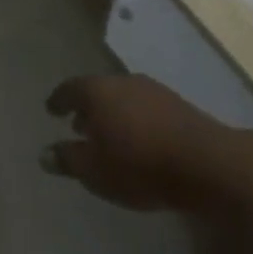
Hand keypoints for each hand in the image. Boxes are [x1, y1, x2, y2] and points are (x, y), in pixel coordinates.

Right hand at [40, 74, 246, 211]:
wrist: (208, 162)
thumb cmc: (140, 165)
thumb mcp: (95, 171)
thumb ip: (68, 160)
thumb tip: (45, 153)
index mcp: (98, 91)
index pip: (70, 89)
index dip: (58, 100)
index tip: (51, 110)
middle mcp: (123, 82)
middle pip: (98, 90)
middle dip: (86, 107)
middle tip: (77, 125)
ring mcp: (154, 90)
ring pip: (123, 98)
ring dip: (112, 113)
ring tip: (106, 135)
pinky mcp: (178, 104)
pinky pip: (144, 107)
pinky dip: (133, 119)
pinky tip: (137, 139)